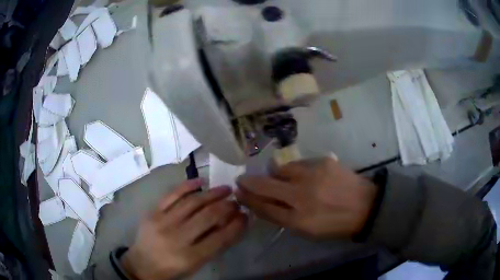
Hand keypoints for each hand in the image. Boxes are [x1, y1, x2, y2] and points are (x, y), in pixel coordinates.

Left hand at [121, 179, 246, 279]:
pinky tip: (201, 181)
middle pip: (208, 217)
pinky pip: (172, 194)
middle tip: (237, 201)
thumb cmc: (172, 269)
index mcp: (190, 257)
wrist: (142, 264)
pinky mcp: (153, 212)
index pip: (220, 238)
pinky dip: (187, 185)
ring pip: (192, 202)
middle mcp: (177, 238)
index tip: (246, 215)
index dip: (236, 225)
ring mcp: (162, 222)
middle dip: (227, 207)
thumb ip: (213, 246)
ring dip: (212, 194)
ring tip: (226, 189)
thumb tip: (231, 224)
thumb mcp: (195, 265)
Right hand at [235, 157, 375, 238]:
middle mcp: (302, 196)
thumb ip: (283, 217)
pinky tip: (302, 175)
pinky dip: (294, 169)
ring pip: (280, 170)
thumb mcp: (307, 230)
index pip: (263, 207)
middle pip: (265, 186)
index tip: (238, 192)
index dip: (248, 199)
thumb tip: (263, 203)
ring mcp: (313, 176)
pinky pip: (298, 164)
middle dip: (248, 182)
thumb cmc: (335, 224)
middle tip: (242, 179)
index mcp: (298, 220)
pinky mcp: (323, 161)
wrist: (365, 206)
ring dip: (274, 174)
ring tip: (278, 178)